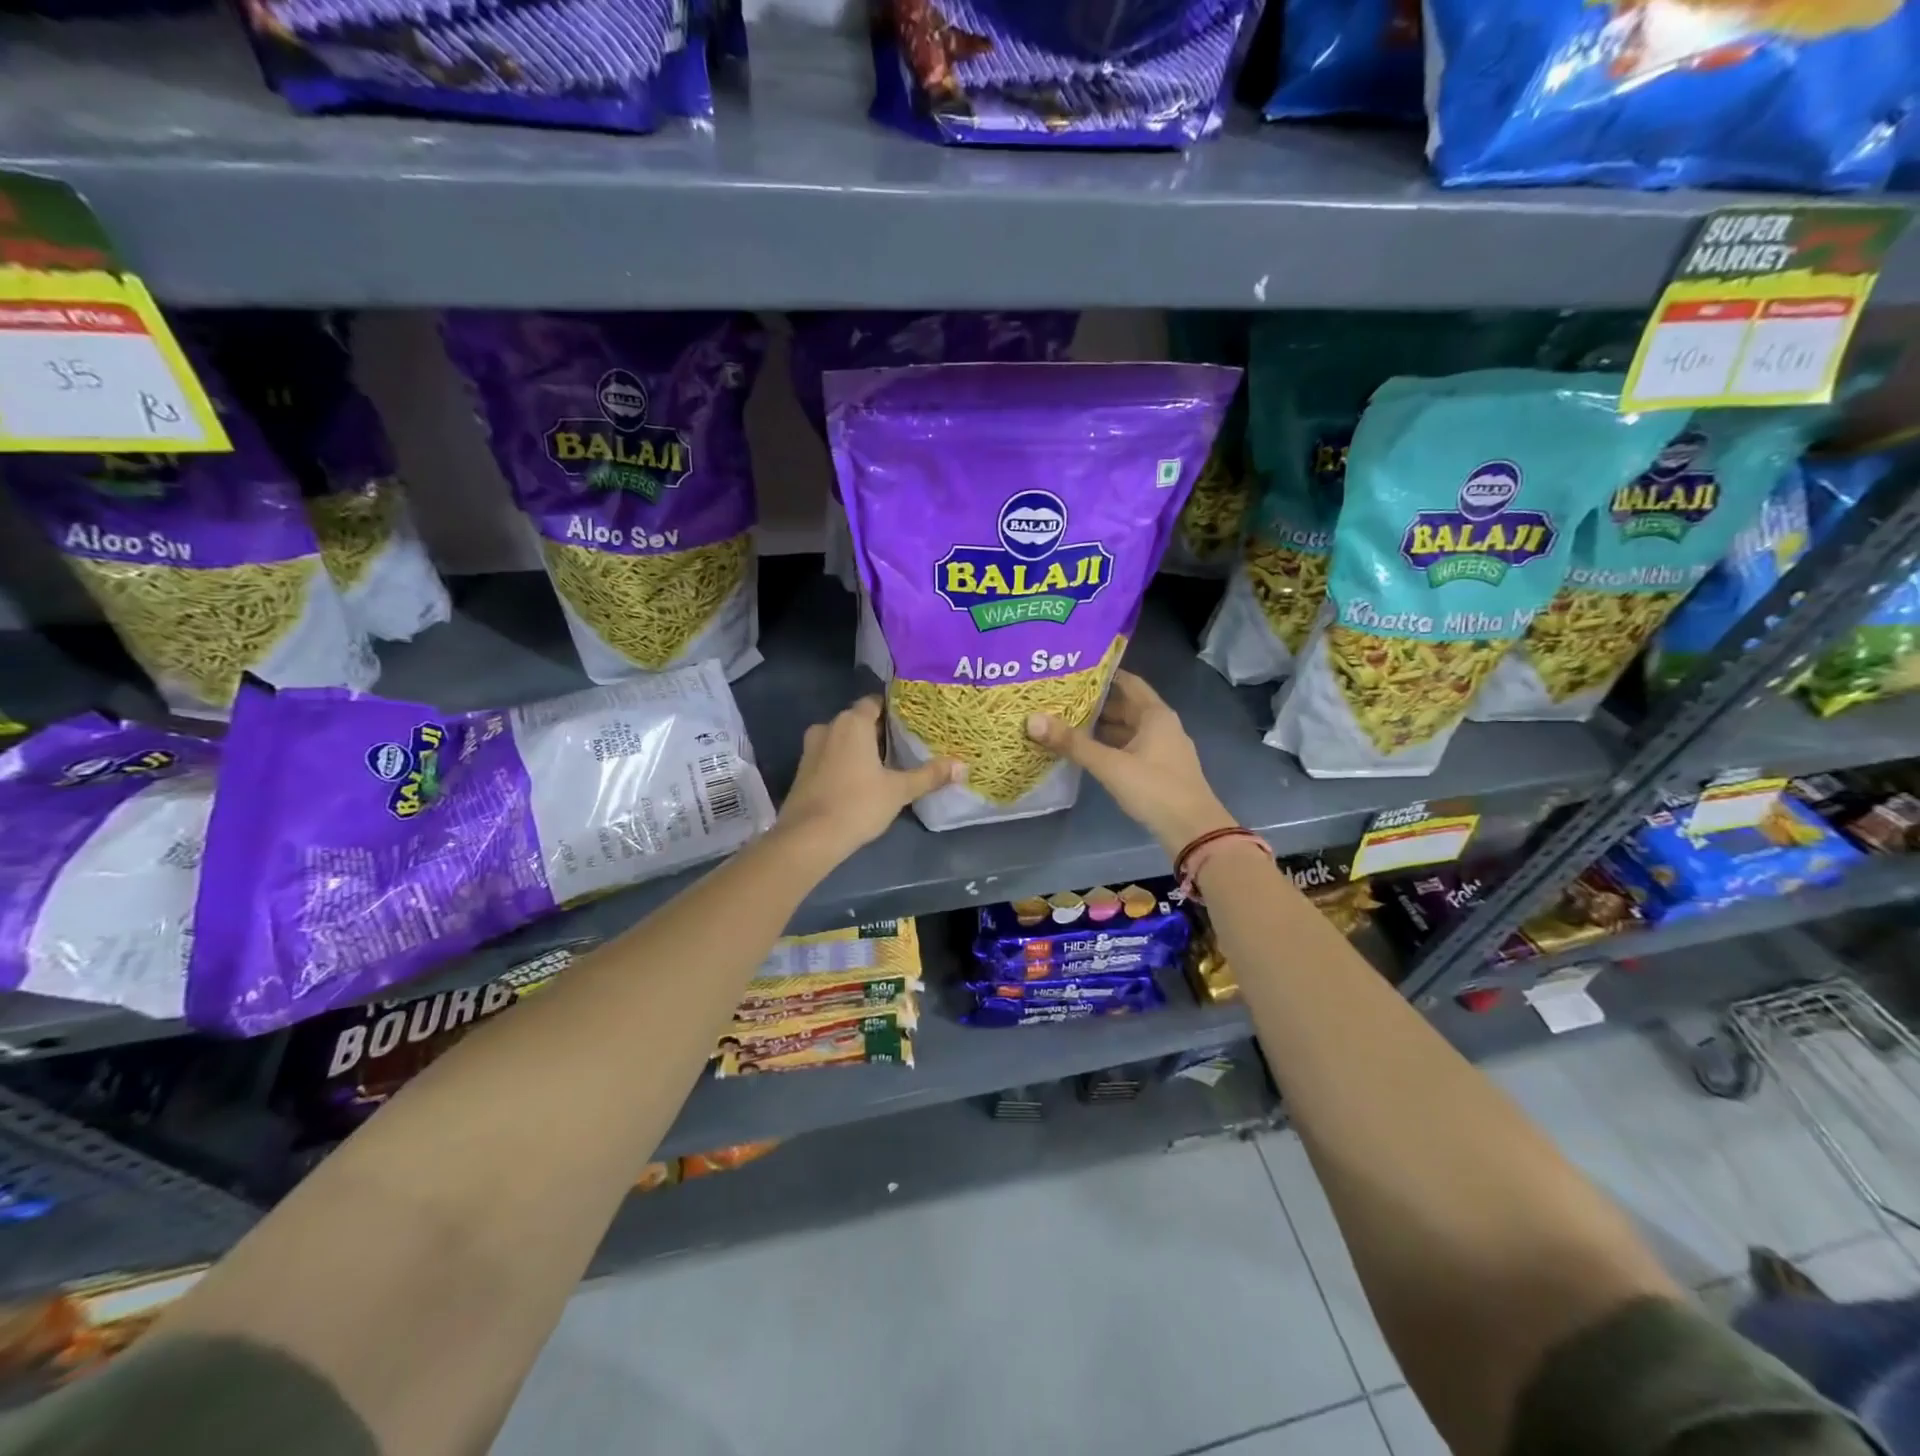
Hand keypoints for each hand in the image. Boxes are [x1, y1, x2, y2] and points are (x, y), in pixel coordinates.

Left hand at [776, 696, 958, 860]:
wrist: (808, 838)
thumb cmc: (857, 804)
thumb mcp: (899, 790)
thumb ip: (929, 775)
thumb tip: (962, 766)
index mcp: (852, 723)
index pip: (874, 702)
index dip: (892, 710)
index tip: (911, 722)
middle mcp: (828, 727)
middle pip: (858, 721)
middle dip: (878, 732)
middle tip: (904, 746)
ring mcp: (810, 749)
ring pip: (842, 740)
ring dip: (859, 749)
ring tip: (885, 765)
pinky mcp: (802, 771)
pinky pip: (829, 757)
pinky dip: (844, 763)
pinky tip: (860, 782)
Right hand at [1026, 670, 1233, 857]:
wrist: (1194, 831)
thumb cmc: (1155, 789)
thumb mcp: (1110, 765)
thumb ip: (1073, 743)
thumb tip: (1032, 719)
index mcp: (1156, 715)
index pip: (1128, 682)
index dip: (1103, 675)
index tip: (1073, 671)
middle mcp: (1162, 725)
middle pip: (1126, 706)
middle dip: (1096, 703)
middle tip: (1061, 699)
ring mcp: (1163, 749)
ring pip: (1128, 730)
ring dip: (1102, 727)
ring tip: (1068, 724)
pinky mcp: (1160, 770)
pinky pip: (1131, 748)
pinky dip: (1111, 746)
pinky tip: (1089, 753)